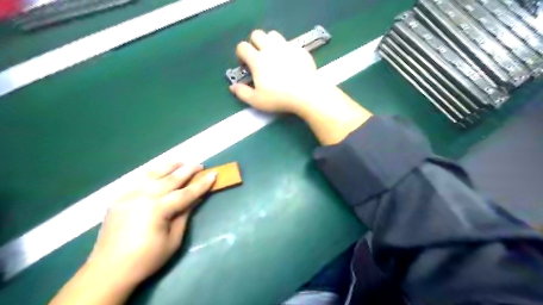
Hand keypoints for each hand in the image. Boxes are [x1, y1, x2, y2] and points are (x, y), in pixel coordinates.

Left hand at [86, 163, 214, 286]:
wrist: (108, 271)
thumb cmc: (146, 259)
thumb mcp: (173, 240)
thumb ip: (184, 215)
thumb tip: (195, 199)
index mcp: (158, 209)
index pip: (186, 193)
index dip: (201, 184)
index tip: (213, 174)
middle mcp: (143, 197)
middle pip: (170, 179)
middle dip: (188, 170)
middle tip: (200, 165)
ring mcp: (129, 195)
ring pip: (153, 174)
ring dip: (169, 166)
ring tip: (180, 161)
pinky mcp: (119, 198)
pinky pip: (139, 180)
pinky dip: (152, 173)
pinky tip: (159, 172)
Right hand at [229, 28, 373, 144]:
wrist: (306, 93)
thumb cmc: (280, 98)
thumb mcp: (257, 101)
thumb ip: (242, 93)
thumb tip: (232, 87)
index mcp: (258, 60)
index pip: (242, 47)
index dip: (241, 54)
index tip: (245, 65)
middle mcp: (270, 49)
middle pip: (257, 34)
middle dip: (254, 43)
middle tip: (259, 58)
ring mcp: (286, 47)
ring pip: (274, 35)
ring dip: (270, 42)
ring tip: (274, 57)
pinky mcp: (299, 49)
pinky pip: (289, 43)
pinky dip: (286, 49)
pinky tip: (290, 62)